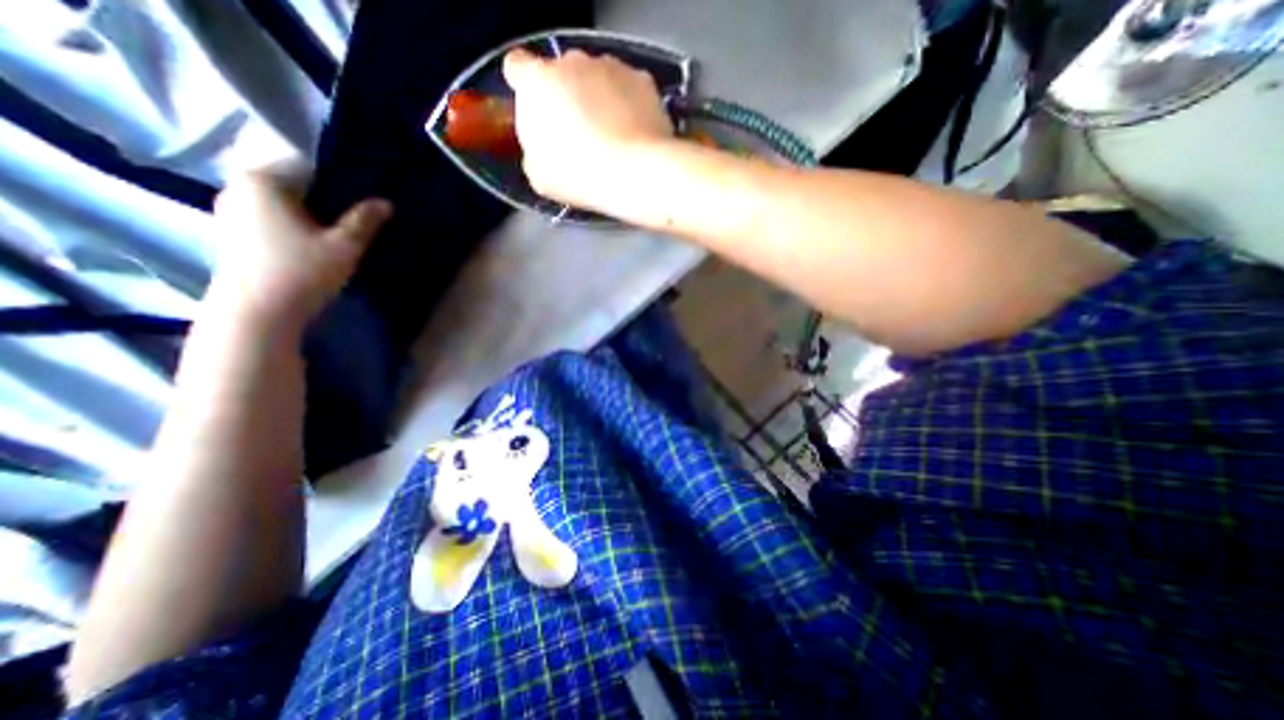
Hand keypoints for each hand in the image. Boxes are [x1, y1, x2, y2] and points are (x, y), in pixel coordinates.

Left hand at [209, 163, 388, 333]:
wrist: (257, 312)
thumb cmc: (302, 272)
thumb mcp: (344, 246)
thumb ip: (365, 220)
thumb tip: (386, 202)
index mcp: (261, 180)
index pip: (307, 164)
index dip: (340, 179)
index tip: (363, 195)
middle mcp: (238, 187)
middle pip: (293, 183)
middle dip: (325, 197)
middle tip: (356, 215)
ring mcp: (230, 210)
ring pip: (282, 202)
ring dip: (310, 212)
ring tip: (338, 230)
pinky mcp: (232, 233)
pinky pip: (270, 217)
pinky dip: (293, 223)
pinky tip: (313, 242)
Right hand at [504, 48, 675, 214]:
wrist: (636, 174)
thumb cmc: (580, 176)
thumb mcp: (540, 175)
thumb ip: (535, 150)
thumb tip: (543, 146)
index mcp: (537, 82)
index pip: (518, 68)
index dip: (526, 89)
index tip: (538, 111)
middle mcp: (572, 61)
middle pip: (562, 73)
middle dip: (568, 97)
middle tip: (580, 136)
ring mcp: (611, 65)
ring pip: (598, 78)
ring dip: (599, 99)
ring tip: (612, 138)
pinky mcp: (642, 78)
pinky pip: (628, 89)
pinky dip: (628, 105)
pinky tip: (633, 134)